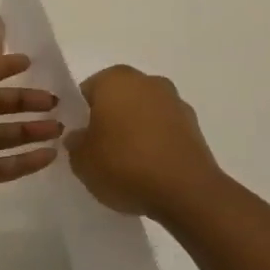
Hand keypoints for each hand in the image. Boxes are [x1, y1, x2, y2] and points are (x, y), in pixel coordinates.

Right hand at [66, 66, 222, 220]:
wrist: (185, 190)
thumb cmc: (125, 165)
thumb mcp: (82, 161)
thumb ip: (75, 143)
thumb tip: (80, 136)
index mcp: (115, 79)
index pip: (88, 91)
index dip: (80, 115)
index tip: (80, 140)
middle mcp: (146, 81)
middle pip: (118, 97)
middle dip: (110, 119)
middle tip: (101, 151)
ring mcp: (174, 100)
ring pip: (144, 112)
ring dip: (136, 129)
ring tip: (129, 165)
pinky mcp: (193, 124)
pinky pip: (165, 129)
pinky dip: (157, 142)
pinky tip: (152, 169)